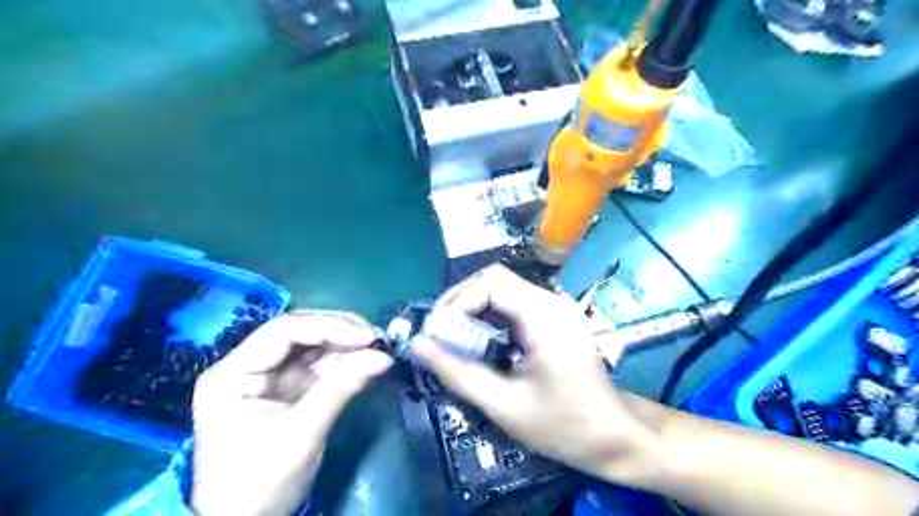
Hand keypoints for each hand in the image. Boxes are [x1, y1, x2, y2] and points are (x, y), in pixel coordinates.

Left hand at [191, 311, 392, 515]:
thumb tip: (384, 357)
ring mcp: (271, 377)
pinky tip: (367, 365)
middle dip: (341, 332)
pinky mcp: (290, 388)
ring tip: (379, 351)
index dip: (329, 327)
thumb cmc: (260, 484)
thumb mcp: (302, 434)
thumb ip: (341, 389)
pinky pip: (322, 366)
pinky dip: (346, 364)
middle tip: (378, 339)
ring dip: (348, 347)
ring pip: (314, 346)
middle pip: (300, 333)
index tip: (368, 336)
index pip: (283, 332)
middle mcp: (250, 366)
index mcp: (233, 373)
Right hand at [413, 267, 665, 483]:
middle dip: (460, 302)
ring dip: (472, 308)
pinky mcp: (554, 317)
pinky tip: (480, 341)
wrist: (615, 437)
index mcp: (544, 317)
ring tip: (453, 338)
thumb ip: (458, 373)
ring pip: (501, 288)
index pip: (490, 282)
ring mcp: (555, 307)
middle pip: (493, 279)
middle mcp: (551, 301)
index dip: (457, 302)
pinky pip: (513, 303)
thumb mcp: (505, 406)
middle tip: (440, 334)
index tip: (437, 333)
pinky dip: (489, 316)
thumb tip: (418, 345)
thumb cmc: (564, 426)